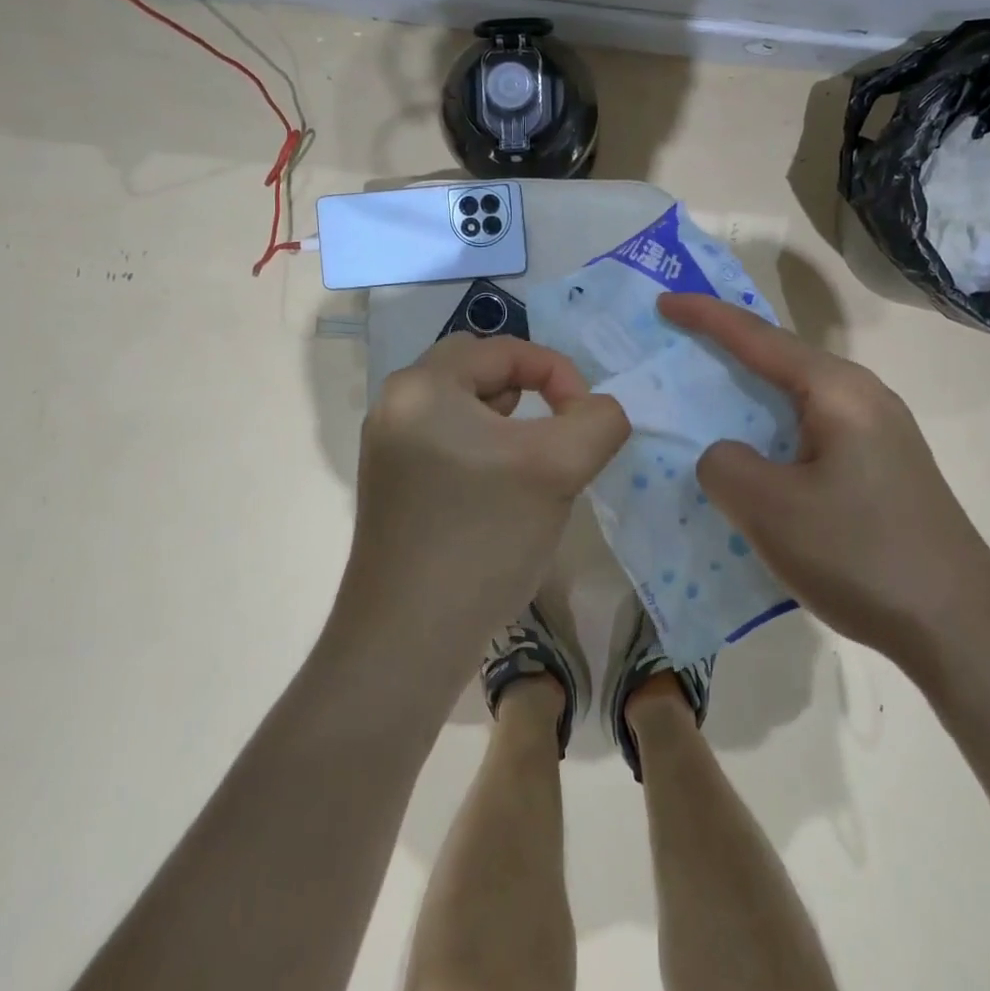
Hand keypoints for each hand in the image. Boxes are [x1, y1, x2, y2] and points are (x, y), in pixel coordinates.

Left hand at [346, 334, 629, 663]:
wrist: (408, 640)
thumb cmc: (482, 537)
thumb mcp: (558, 468)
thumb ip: (598, 421)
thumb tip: (601, 411)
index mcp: (423, 385)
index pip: (505, 350)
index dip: (559, 373)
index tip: (586, 420)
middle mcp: (396, 405)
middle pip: (479, 371)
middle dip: (529, 392)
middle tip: (553, 434)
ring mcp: (388, 448)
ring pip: (465, 408)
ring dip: (508, 423)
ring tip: (530, 465)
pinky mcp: (392, 486)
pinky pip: (449, 442)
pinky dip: (484, 450)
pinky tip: (500, 495)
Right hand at [659, 293, 989, 666]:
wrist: (962, 628)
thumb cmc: (860, 554)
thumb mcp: (770, 510)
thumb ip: (725, 466)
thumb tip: (728, 456)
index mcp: (837, 390)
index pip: (758, 337)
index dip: (706, 316)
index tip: (663, 302)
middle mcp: (863, 396)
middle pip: (781, 358)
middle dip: (728, 349)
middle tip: (680, 344)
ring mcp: (880, 432)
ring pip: (798, 398)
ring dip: (751, 394)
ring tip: (708, 397)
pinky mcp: (883, 467)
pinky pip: (813, 430)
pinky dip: (773, 430)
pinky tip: (757, 459)